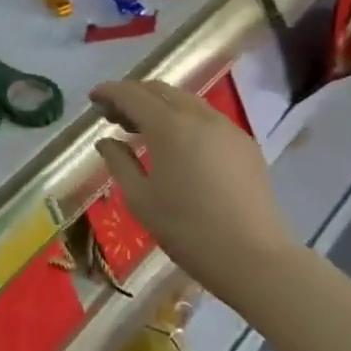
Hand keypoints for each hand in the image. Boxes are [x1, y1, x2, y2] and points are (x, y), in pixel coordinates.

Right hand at [91, 79, 296, 306]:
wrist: (257, 261)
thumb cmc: (189, 231)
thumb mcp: (141, 200)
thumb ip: (119, 163)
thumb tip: (107, 141)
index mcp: (169, 126)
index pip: (131, 94)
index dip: (109, 92)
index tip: (93, 100)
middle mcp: (198, 116)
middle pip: (159, 90)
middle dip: (133, 96)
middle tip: (114, 116)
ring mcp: (227, 128)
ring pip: (185, 101)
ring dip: (159, 106)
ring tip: (144, 129)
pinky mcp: (245, 145)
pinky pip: (206, 118)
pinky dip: (183, 119)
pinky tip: (178, 145)